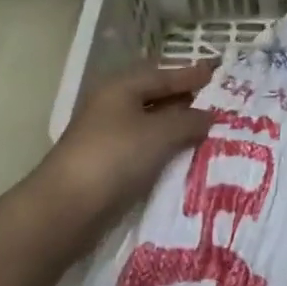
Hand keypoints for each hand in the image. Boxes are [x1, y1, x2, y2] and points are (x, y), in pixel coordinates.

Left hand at [34, 61, 215, 225]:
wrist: (64, 212)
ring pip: (153, 127)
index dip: (193, 74)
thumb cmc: (114, 157)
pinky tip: (188, 158)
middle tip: (222, 104)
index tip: (221, 73)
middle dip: (188, 102)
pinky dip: (167, 151)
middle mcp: (113, 107)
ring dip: (179, 130)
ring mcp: (109, 138)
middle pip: (158, 99)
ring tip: (212, 132)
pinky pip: (146, 151)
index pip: (165, 75)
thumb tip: (208, 116)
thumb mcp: (160, 133)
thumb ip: (189, 121)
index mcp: (122, 88)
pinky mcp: (108, 168)